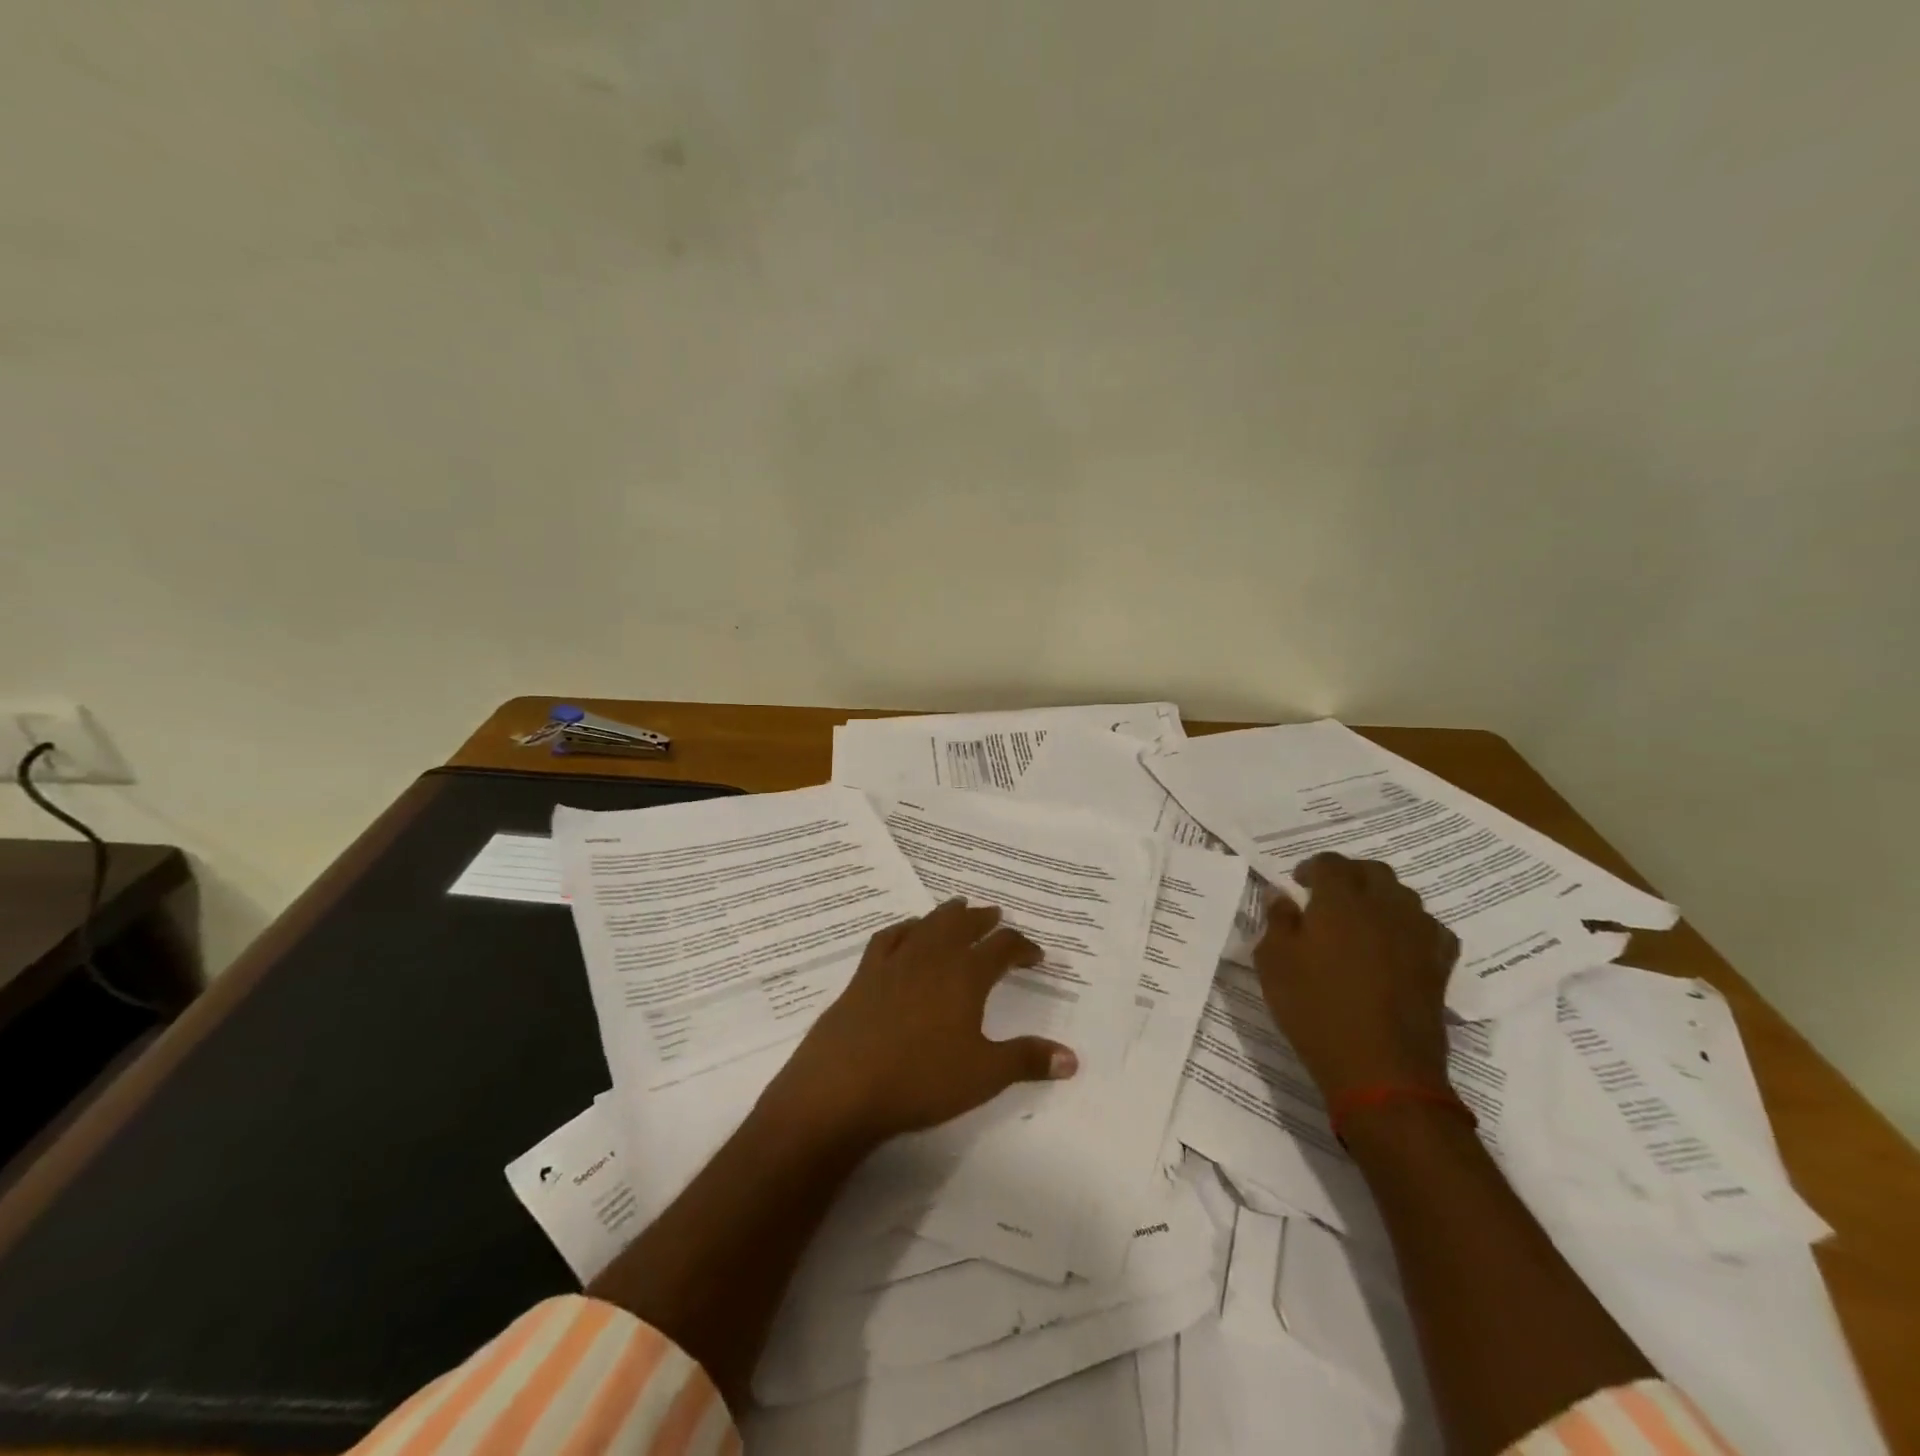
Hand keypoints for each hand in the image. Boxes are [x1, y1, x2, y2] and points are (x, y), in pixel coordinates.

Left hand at [765, 899, 1079, 1146]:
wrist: (843, 1087)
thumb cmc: (921, 1080)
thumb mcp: (984, 1075)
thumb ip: (1027, 1060)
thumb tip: (1073, 1059)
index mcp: (966, 975)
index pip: (1003, 948)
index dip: (1022, 947)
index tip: (1035, 955)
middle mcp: (932, 957)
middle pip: (963, 924)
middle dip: (984, 919)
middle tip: (996, 916)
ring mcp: (895, 962)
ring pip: (927, 924)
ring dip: (947, 914)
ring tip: (958, 908)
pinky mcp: (864, 975)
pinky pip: (888, 938)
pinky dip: (904, 928)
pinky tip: (907, 931)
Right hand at [1254, 853, 1460, 1101]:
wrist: (1380, 1067)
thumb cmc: (1315, 1008)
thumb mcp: (1274, 961)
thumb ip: (1277, 920)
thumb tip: (1281, 896)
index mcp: (1341, 899)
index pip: (1330, 862)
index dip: (1312, 867)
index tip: (1298, 885)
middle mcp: (1385, 906)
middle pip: (1373, 871)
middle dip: (1349, 876)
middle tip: (1328, 897)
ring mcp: (1419, 934)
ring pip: (1403, 897)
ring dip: (1380, 899)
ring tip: (1360, 922)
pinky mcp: (1440, 965)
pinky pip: (1429, 929)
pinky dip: (1410, 928)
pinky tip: (1397, 947)